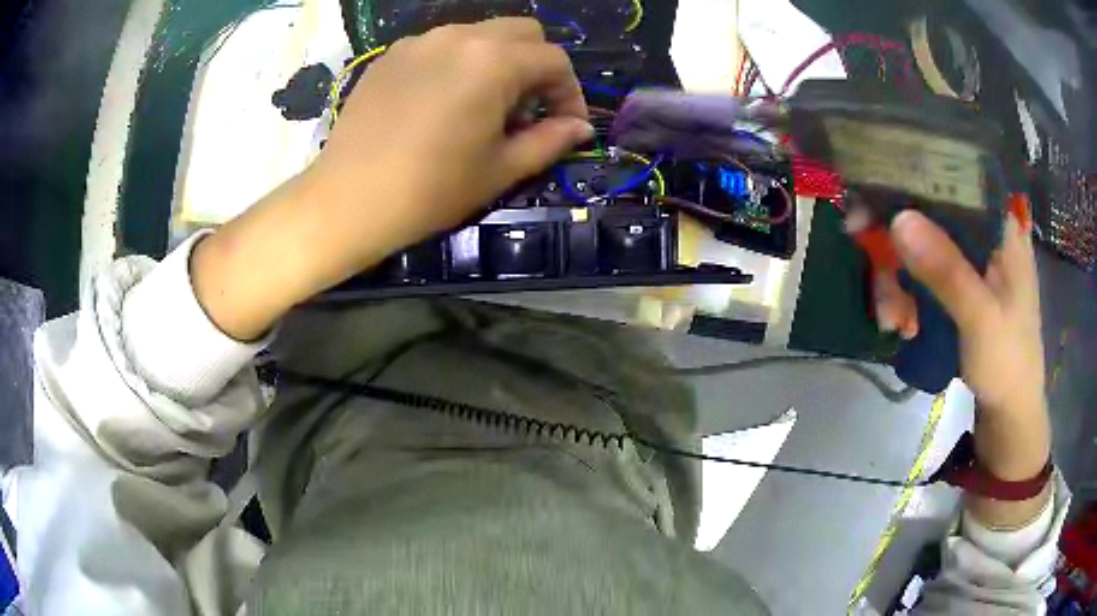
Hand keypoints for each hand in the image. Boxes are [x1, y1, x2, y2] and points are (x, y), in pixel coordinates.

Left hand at [192, 18, 592, 340]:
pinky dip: (458, 63)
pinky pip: (441, 45)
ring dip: (498, 61)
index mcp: (493, 62)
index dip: (569, 92)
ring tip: (484, 106)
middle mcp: (460, 36)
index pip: (554, 60)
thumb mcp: (500, 169)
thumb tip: (580, 128)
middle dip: (537, 66)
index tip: (565, 125)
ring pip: (480, 34)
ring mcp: (420, 41)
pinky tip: (443, 101)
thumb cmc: (430, 190)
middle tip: (527, 110)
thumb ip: (549, 140)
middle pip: (522, 32)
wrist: (348, 200)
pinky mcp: (391, 55)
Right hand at [880, 207, 1050, 524]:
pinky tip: (902, 325)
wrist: (1010, 415)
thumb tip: (898, 218)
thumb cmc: (1007, 364)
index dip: (912, 188)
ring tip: (892, 321)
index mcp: (1000, 227)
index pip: (953, 182)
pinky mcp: (960, 288)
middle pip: (931, 218)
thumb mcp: (980, 318)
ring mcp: (972, 263)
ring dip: (899, 282)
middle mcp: (984, 235)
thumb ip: (946, 270)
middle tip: (878, 280)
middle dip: (899, 250)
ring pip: (922, 250)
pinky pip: (924, 278)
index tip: (875, 207)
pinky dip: (908, 298)